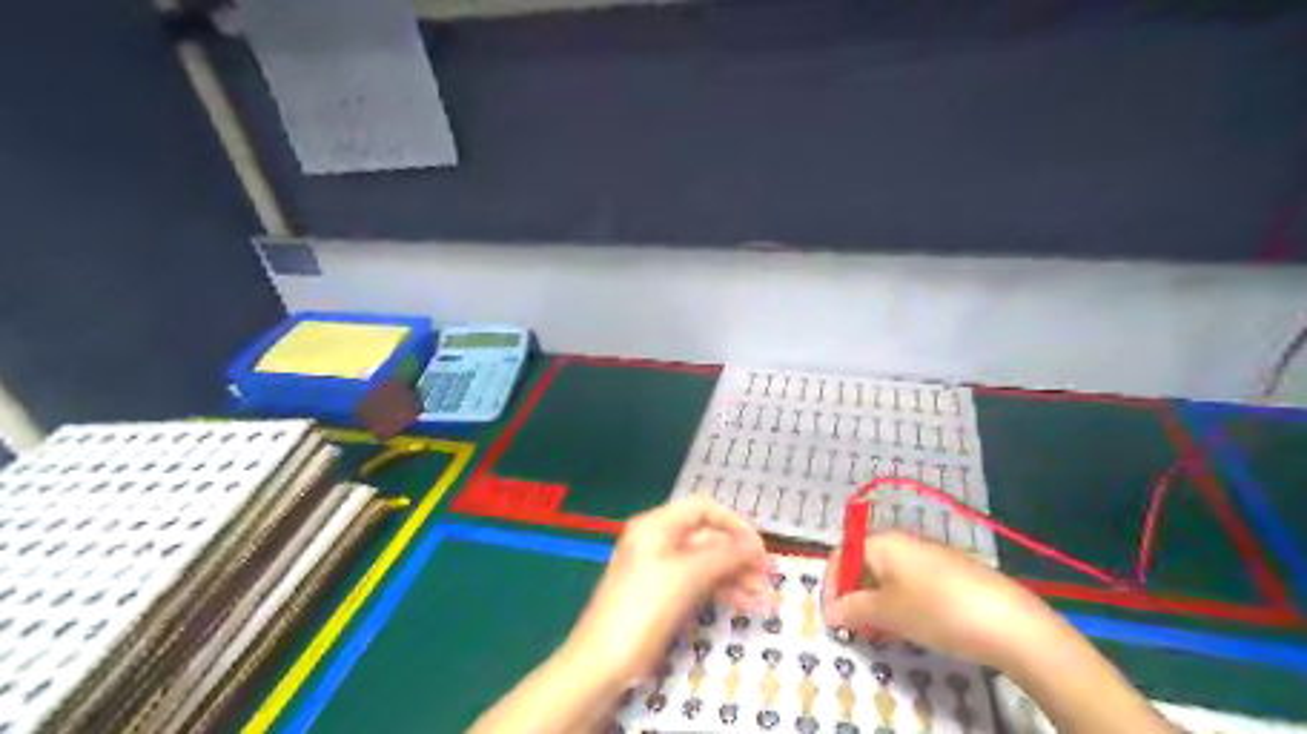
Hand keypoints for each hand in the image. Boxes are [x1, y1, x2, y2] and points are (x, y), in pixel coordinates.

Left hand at [566, 496, 766, 683]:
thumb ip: (724, 554)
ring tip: (765, 599)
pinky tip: (746, 606)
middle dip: (740, 556)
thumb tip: (755, 543)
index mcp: (656, 526)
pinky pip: (698, 585)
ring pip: (706, 565)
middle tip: (770, 577)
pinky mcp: (662, 597)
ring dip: (736, 578)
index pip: (703, 509)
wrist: (601, 663)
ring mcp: (659, 570)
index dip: (734, 524)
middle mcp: (658, 542)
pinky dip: (721, 593)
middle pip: (707, 538)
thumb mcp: (688, 575)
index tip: (759, 547)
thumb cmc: (644, 608)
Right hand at [819, 531, 1066, 667]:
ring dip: (878, 602)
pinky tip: (914, 628)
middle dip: (855, 595)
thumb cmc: (936, 611)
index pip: (842, 554)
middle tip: (856, 628)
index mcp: (883, 542)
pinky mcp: (953, 573)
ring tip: (883, 633)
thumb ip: (852, 610)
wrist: (1009, 622)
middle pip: (865, 563)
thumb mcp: (887, 613)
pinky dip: (903, 603)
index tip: (833, 618)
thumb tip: (830, 612)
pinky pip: (914, 583)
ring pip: (890, 576)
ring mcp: (931, 555)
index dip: (831, 585)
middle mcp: (904, 541)